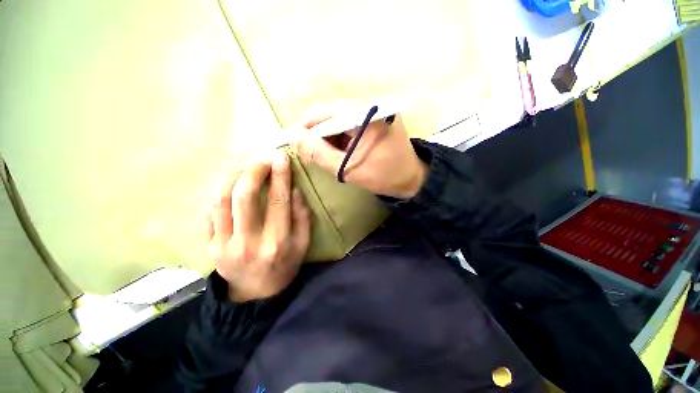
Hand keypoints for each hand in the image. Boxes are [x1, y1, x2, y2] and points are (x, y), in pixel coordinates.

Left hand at [207, 151, 310, 301]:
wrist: (254, 292)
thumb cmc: (284, 265)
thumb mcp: (303, 244)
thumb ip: (302, 216)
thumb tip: (294, 189)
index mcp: (277, 242)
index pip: (278, 201)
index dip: (280, 176)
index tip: (281, 157)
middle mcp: (248, 242)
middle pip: (244, 197)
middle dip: (253, 171)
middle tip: (262, 161)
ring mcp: (223, 244)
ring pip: (220, 200)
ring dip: (232, 177)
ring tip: (245, 169)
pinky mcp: (208, 246)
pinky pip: (208, 212)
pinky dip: (219, 192)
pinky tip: (231, 186)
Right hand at [294, 112, 427, 198]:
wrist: (410, 179)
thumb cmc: (383, 176)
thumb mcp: (348, 169)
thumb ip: (319, 153)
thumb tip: (295, 137)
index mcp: (366, 114)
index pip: (326, 112)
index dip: (306, 126)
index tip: (293, 141)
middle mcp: (370, 105)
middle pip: (331, 113)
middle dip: (317, 133)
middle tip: (309, 152)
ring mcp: (373, 110)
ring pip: (338, 119)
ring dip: (327, 136)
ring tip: (324, 154)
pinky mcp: (374, 118)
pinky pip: (349, 123)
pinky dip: (339, 136)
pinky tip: (338, 150)